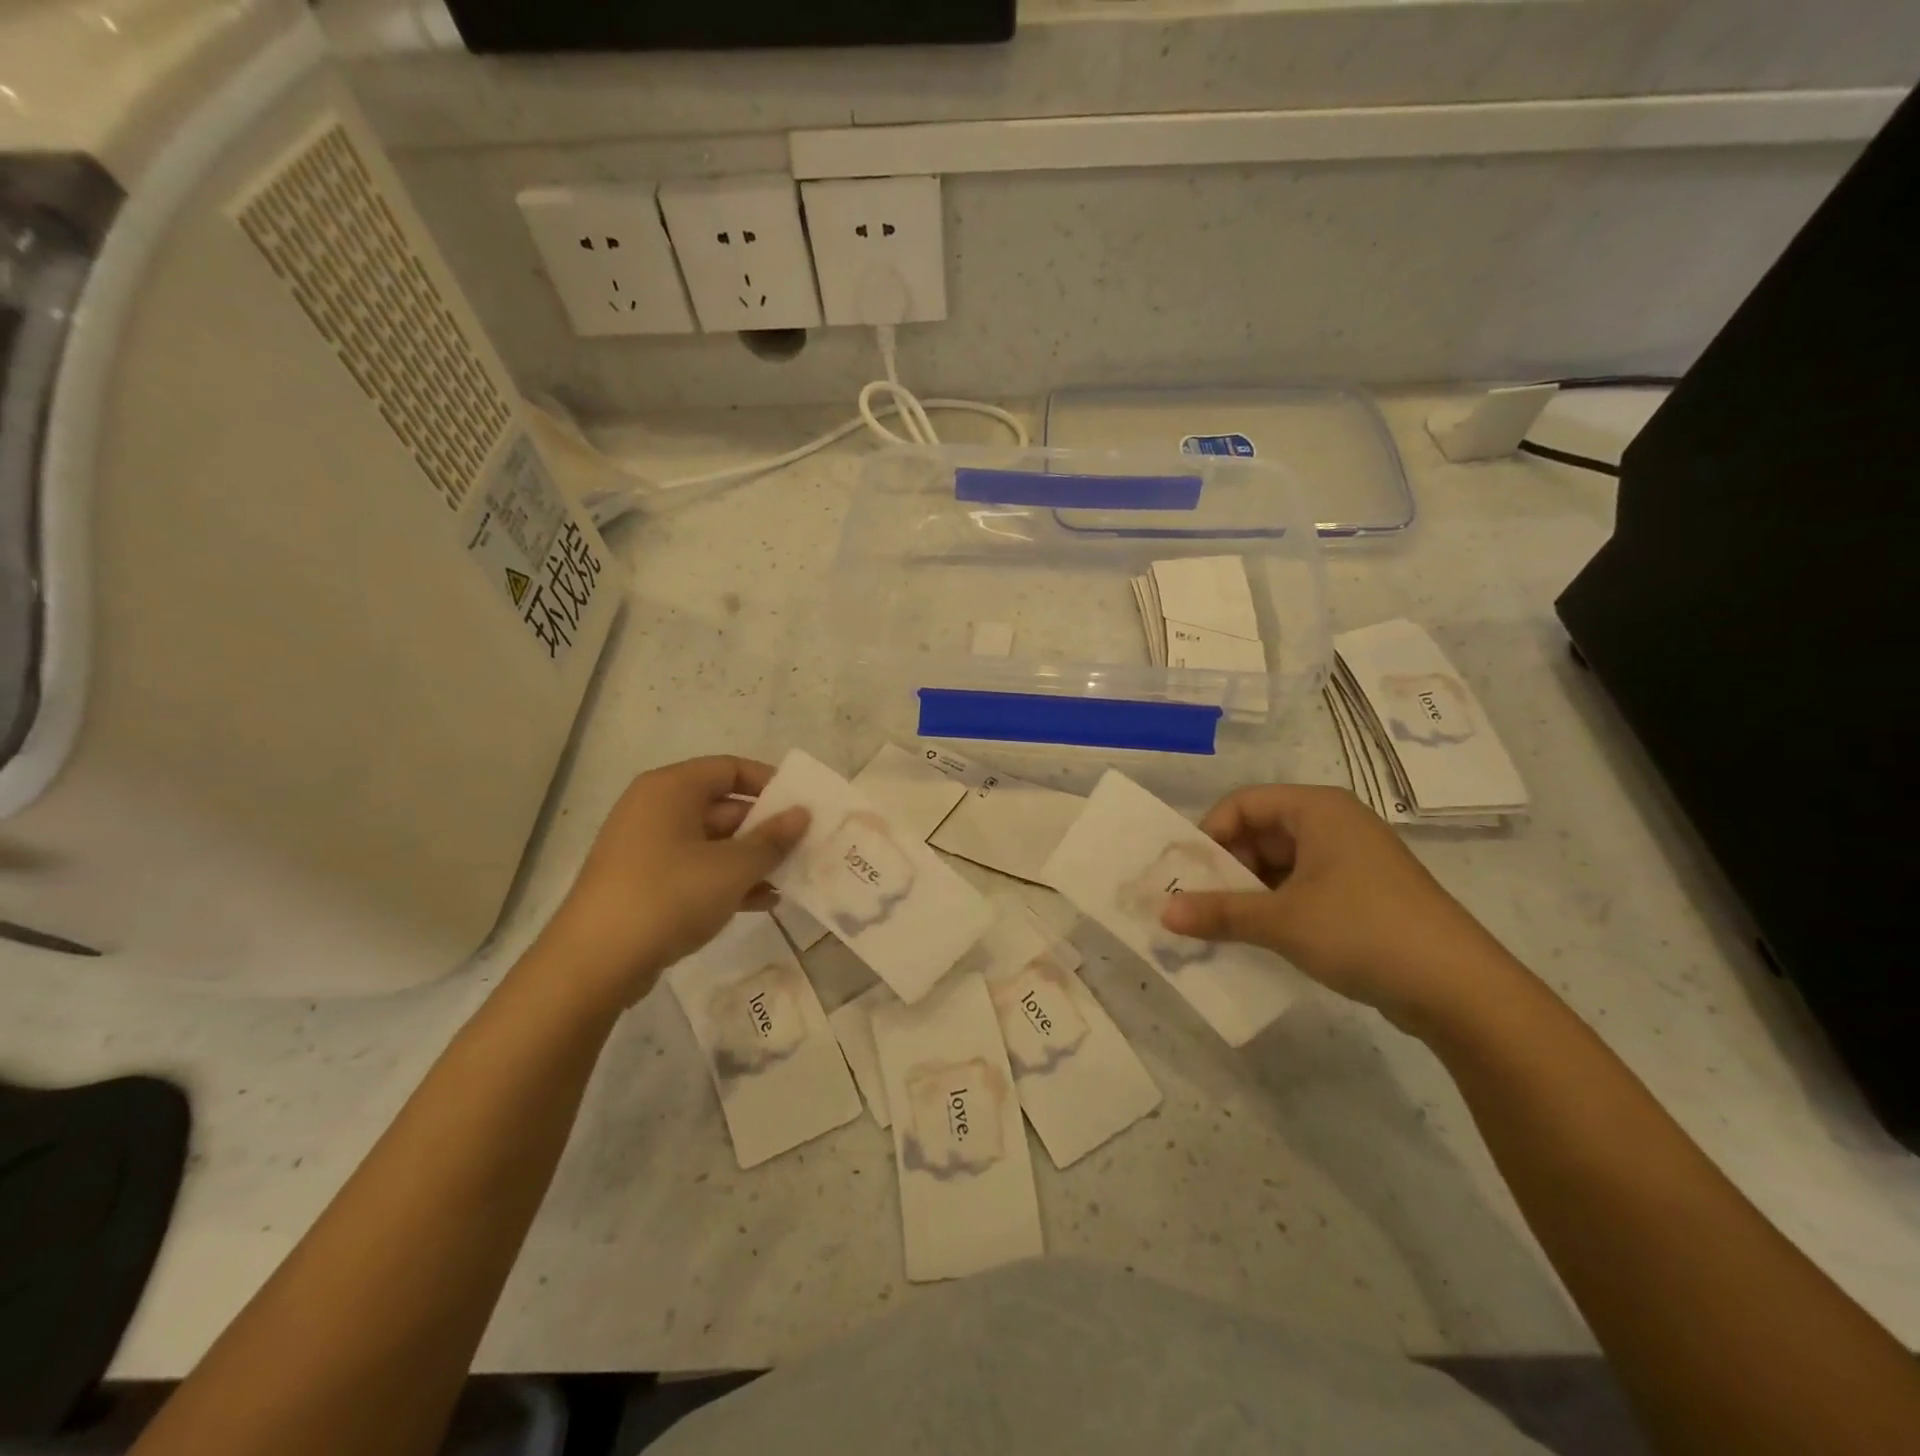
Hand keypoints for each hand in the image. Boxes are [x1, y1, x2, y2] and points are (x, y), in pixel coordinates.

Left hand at [537, 757, 808, 1011]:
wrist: (594, 962)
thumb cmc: (668, 896)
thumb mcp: (732, 868)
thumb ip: (772, 839)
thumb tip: (802, 814)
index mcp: (671, 789)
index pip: (730, 769)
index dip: (770, 783)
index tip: (803, 806)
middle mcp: (656, 809)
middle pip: (723, 806)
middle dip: (766, 828)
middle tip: (805, 846)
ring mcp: (647, 848)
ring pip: (713, 842)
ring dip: (752, 859)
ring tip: (791, 877)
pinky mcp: (645, 883)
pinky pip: (696, 869)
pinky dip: (727, 880)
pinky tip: (763, 902)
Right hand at [1160, 783, 1517, 1030]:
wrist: (1460, 989)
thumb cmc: (1363, 930)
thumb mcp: (1281, 920)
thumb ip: (1218, 912)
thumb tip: (1162, 912)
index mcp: (1317, 809)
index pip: (1243, 804)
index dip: (1209, 834)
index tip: (1186, 874)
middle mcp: (1334, 825)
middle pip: (1259, 833)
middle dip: (1225, 867)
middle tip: (1195, 904)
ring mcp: (1351, 861)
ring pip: (1279, 864)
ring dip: (1247, 892)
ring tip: (1219, 925)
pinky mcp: (1362, 895)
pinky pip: (1302, 888)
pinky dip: (1275, 907)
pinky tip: (1258, 938)